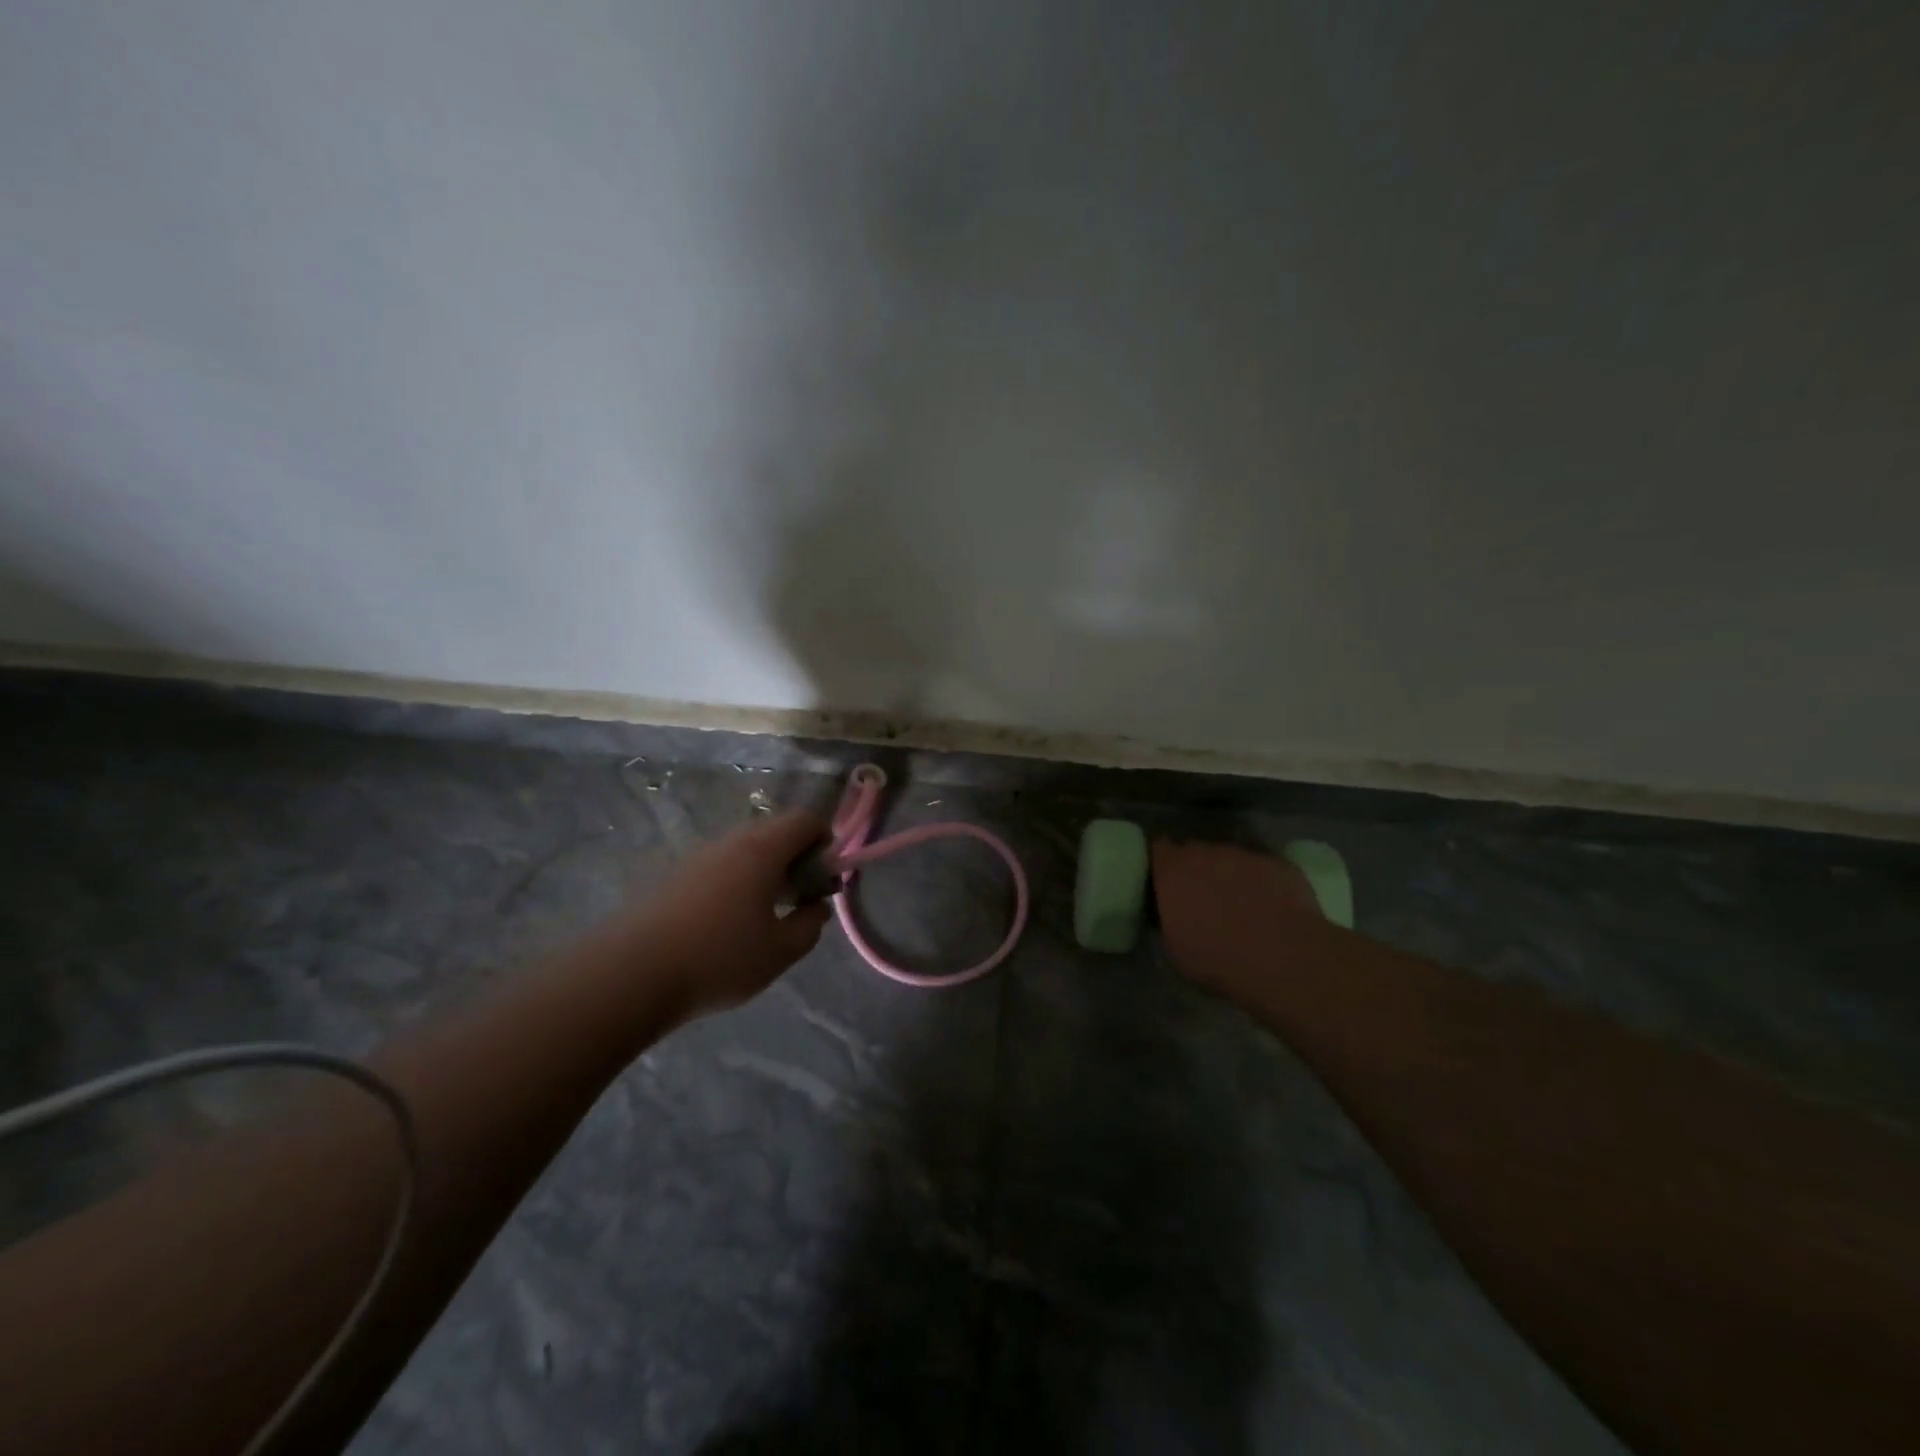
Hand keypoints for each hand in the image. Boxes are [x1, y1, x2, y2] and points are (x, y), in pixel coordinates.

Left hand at [631, 811, 833, 1017]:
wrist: (632, 973)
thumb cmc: (719, 957)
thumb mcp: (781, 951)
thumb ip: (810, 925)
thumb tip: (817, 907)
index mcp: (763, 849)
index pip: (805, 820)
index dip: (826, 841)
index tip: (825, 878)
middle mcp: (731, 842)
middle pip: (775, 832)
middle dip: (796, 858)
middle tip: (799, 899)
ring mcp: (698, 856)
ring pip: (745, 850)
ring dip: (765, 871)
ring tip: (765, 915)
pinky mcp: (674, 876)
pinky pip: (720, 867)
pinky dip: (737, 882)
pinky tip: (728, 924)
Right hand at [1151, 839, 1321, 1002]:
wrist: (1282, 958)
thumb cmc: (1217, 958)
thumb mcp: (1174, 947)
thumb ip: (1169, 917)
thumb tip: (1173, 913)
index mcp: (1173, 871)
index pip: (1158, 849)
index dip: (1162, 862)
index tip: (1165, 880)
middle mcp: (1206, 853)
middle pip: (1195, 851)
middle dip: (1196, 869)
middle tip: (1202, 897)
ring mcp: (1245, 855)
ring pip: (1230, 859)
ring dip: (1230, 875)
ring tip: (1241, 905)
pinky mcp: (1279, 864)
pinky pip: (1263, 869)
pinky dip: (1262, 883)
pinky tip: (1271, 908)